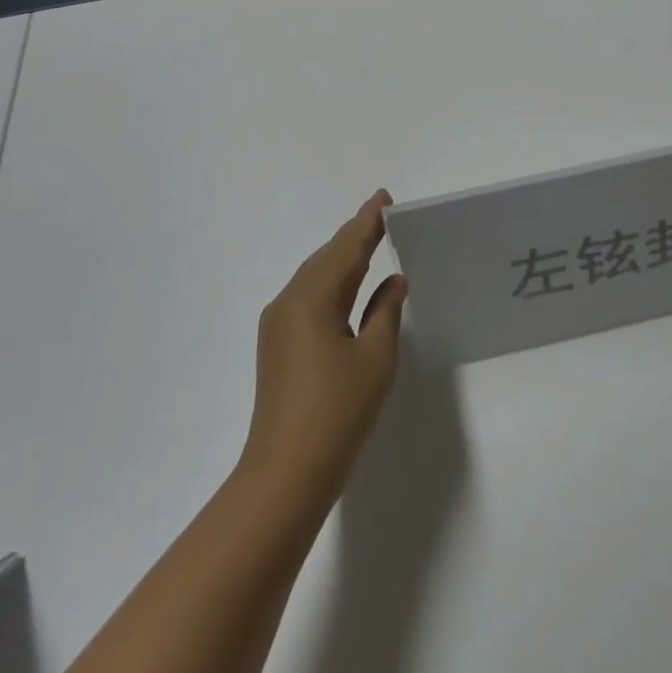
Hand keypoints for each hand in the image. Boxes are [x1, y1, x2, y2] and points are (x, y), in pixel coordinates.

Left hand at [240, 191, 407, 507]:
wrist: (285, 474)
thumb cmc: (338, 413)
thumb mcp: (375, 358)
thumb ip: (386, 311)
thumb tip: (394, 281)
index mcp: (313, 298)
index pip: (346, 248)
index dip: (368, 222)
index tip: (384, 198)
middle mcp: (288, 301)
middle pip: (327, 257)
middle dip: (354, 234)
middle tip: (382, 215)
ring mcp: (278, 324)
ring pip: (315, 276)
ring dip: (342, 257)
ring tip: (369, 240)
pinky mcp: (277, 344)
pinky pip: (308, 296)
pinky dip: (331, 281)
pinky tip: (347, 285)